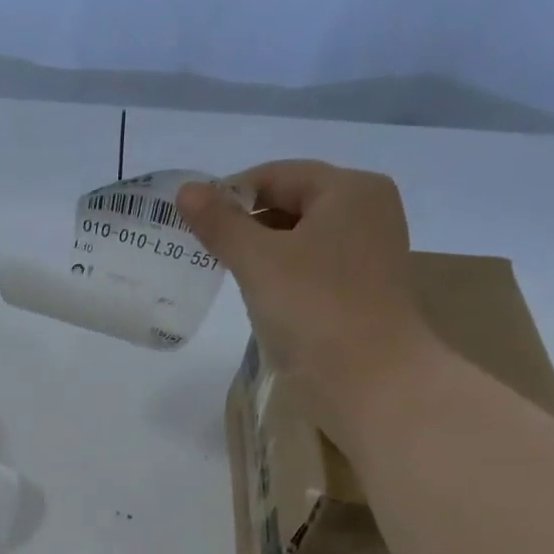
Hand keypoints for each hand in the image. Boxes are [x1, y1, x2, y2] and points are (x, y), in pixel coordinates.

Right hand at [177, 161, 433, 432]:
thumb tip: (185, 190)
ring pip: (297, 237)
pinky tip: (254, 293)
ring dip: (258, 250)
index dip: (230, 193)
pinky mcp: (357, 289)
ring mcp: (364, 253)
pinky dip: (278, 273)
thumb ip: (219, 223)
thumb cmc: (314, 307)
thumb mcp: (258, 260)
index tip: (191, 221)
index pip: (277, 175)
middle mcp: (365, 212)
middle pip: (289, 202)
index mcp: (350, 190)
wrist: (368, 379)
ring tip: (220, 270)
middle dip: (243, 222)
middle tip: (199, 247)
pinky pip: (308, 266)